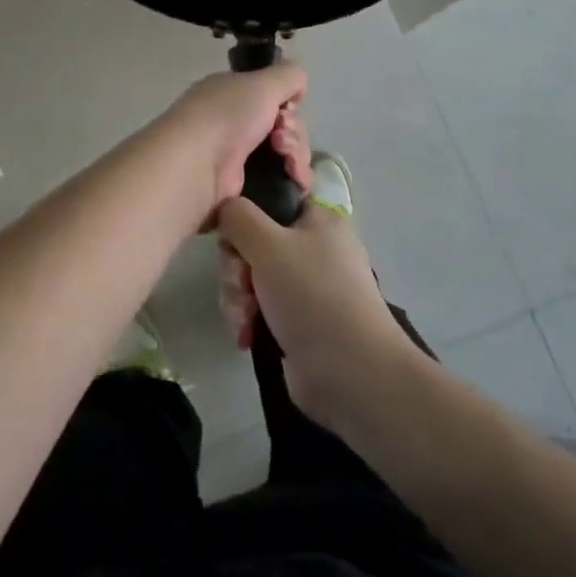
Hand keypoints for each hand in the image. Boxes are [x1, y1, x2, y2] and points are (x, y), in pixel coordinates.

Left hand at [154, 62, 309, 218]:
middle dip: (294, 131)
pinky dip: (294, 177)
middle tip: (281, 138)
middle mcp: (233, 123)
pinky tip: (295, 178)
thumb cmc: (227, 115)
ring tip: (287, 160)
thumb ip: (288, 76)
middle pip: (284, 126)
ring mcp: (238, 157)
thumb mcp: (262, 83)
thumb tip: (299, 87)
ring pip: (287, 153)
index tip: (287, 109)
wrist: (198, 165)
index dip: (287, 103)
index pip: (272, 97)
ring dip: (296, 154)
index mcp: (232, 94)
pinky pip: (282, 179)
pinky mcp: (245, 187)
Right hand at [215, 196, 420, 430]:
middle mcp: (313, 247)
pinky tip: (248, 337)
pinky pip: (259, 308)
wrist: (351, 374)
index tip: (233, 239)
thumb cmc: (313, 296)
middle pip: (253, 242)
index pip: (269, 202)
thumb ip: (237, 215)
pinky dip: (249, 320)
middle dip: (237, 268)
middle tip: (241, 287)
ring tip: (246, 322)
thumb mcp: (268, 243)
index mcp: (317, 219)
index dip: (244, 218)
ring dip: (239, 298)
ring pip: (251, 277)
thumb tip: (224, 207)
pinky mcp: (297, 321)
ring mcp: (306, 287)